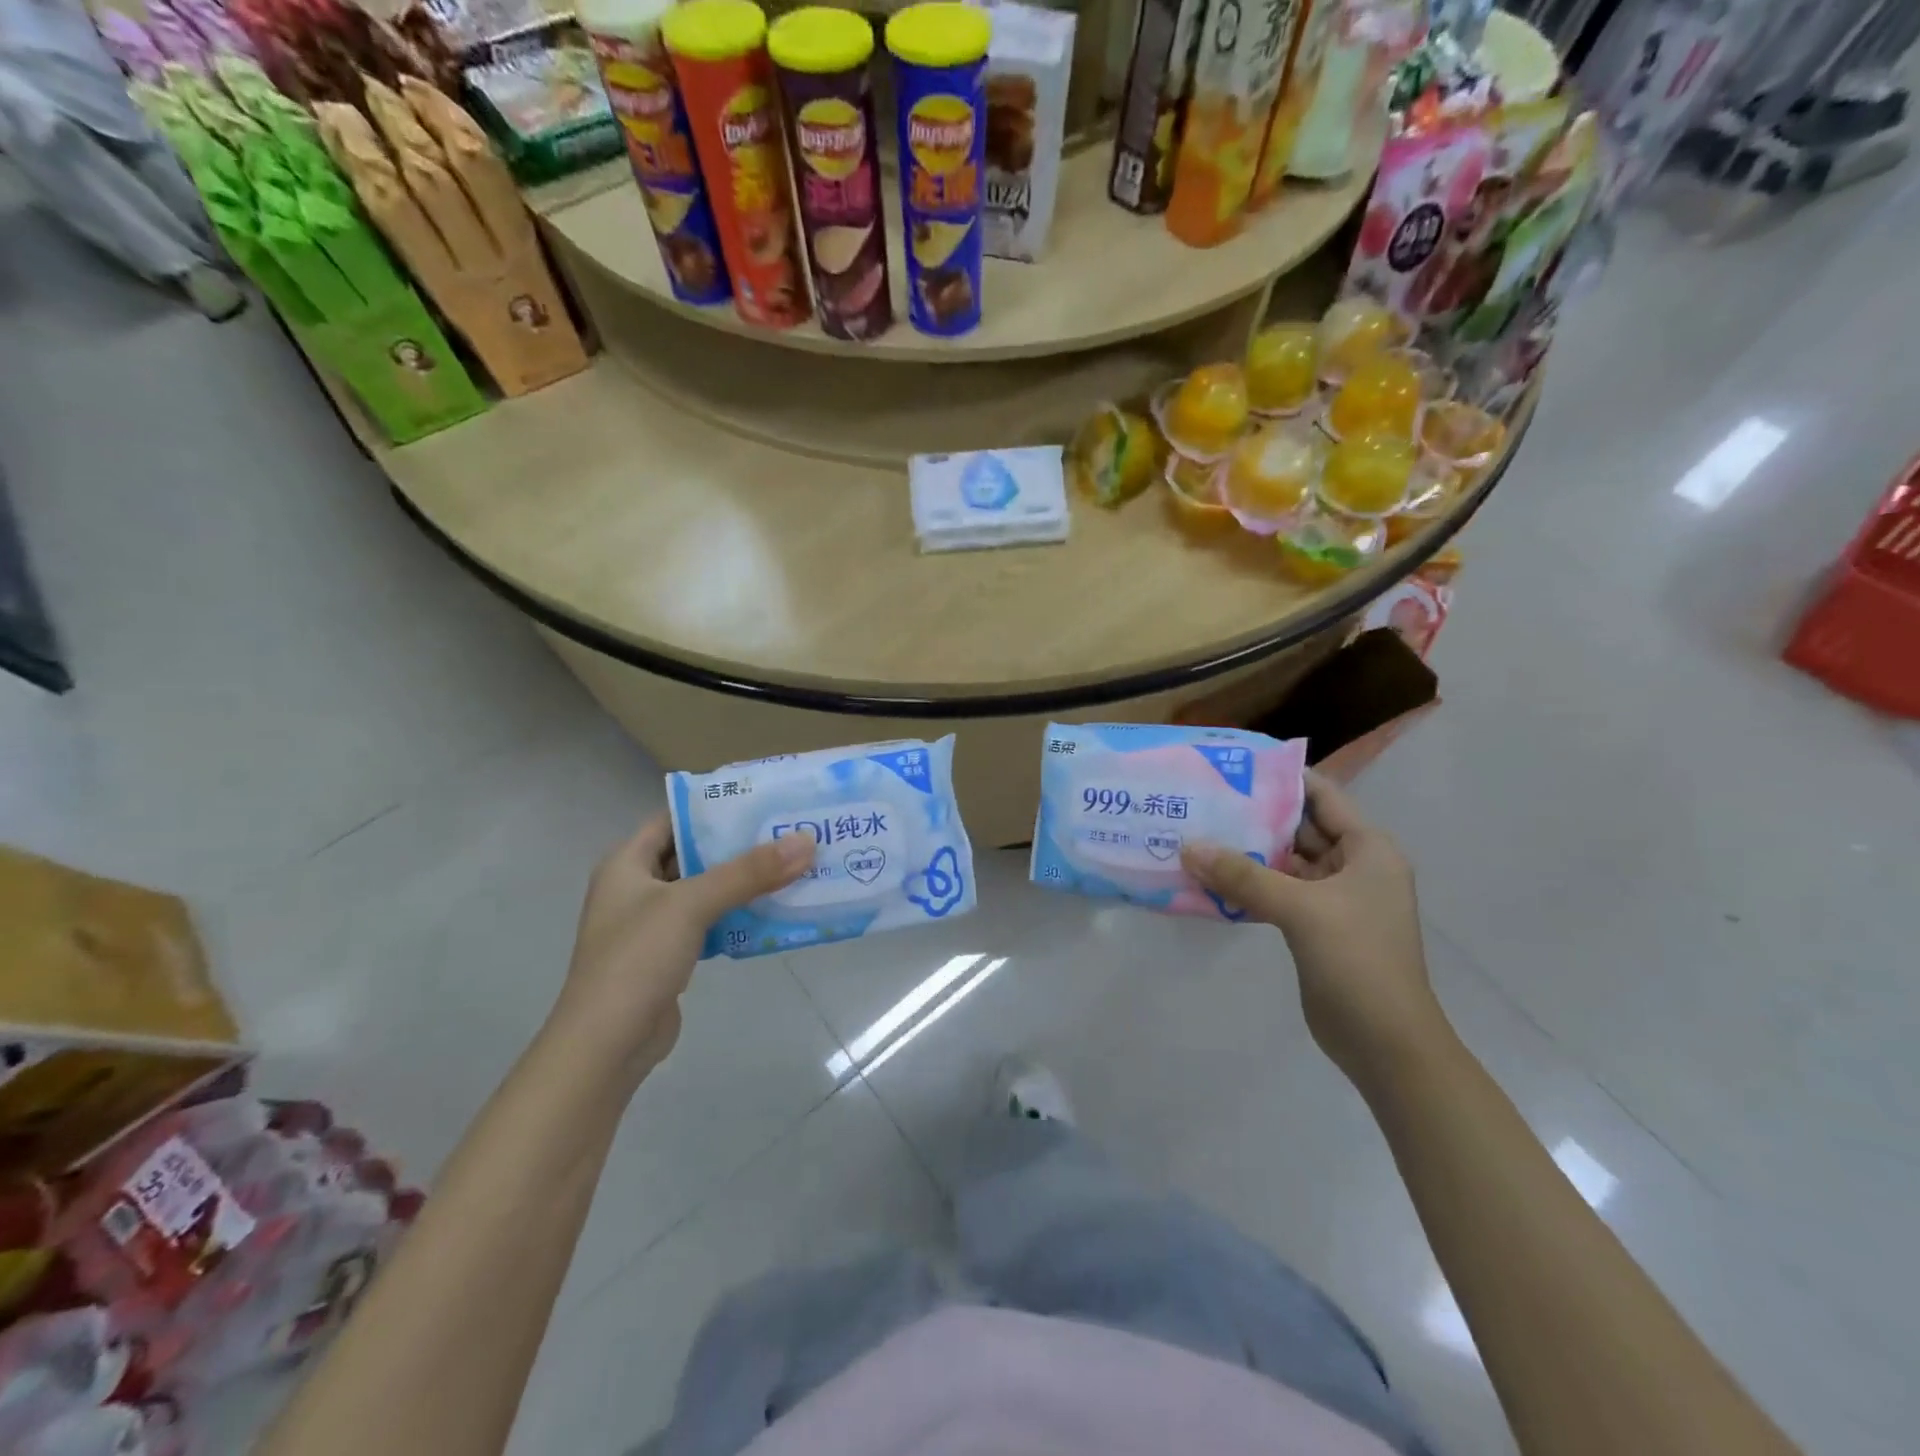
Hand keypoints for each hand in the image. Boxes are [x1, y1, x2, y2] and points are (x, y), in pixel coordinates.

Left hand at [553, 814, 813, 1072]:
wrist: (606, 1046)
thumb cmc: (637, 960)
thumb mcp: (691, 904)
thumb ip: (748, 872)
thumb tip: (806, 840)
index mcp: (627, 862)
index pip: (674, 818)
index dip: (714, 806)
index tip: (763, 799)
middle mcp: (637, 886)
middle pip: (694, 853)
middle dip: (739, 844)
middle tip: (789, 831)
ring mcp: (653, 923)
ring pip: (706, 889)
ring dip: (744, 881)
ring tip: (793, 864)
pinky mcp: (670, 954)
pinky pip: (710, 921)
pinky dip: (739, 914)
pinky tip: (775, 909)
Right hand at [1181, 772, 1447, 1083]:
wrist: (1385, 1044)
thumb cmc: (1358, 961)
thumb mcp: (1301, 909)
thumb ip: (1243, 876)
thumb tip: (1187, 847)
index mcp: (1367, 850)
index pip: (1322, 796)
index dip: (1281, 778)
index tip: (1234, 766)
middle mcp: (1352, 867)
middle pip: (1298, 829)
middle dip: (1253, 817)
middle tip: (1202, 800)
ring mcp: (1333, 900)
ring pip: (1283, 864)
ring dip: (1245, 855)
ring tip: (1195, 834)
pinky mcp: (1314, 928)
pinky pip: (1276, 894)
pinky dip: (1247, 887)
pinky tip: (1208, 881)